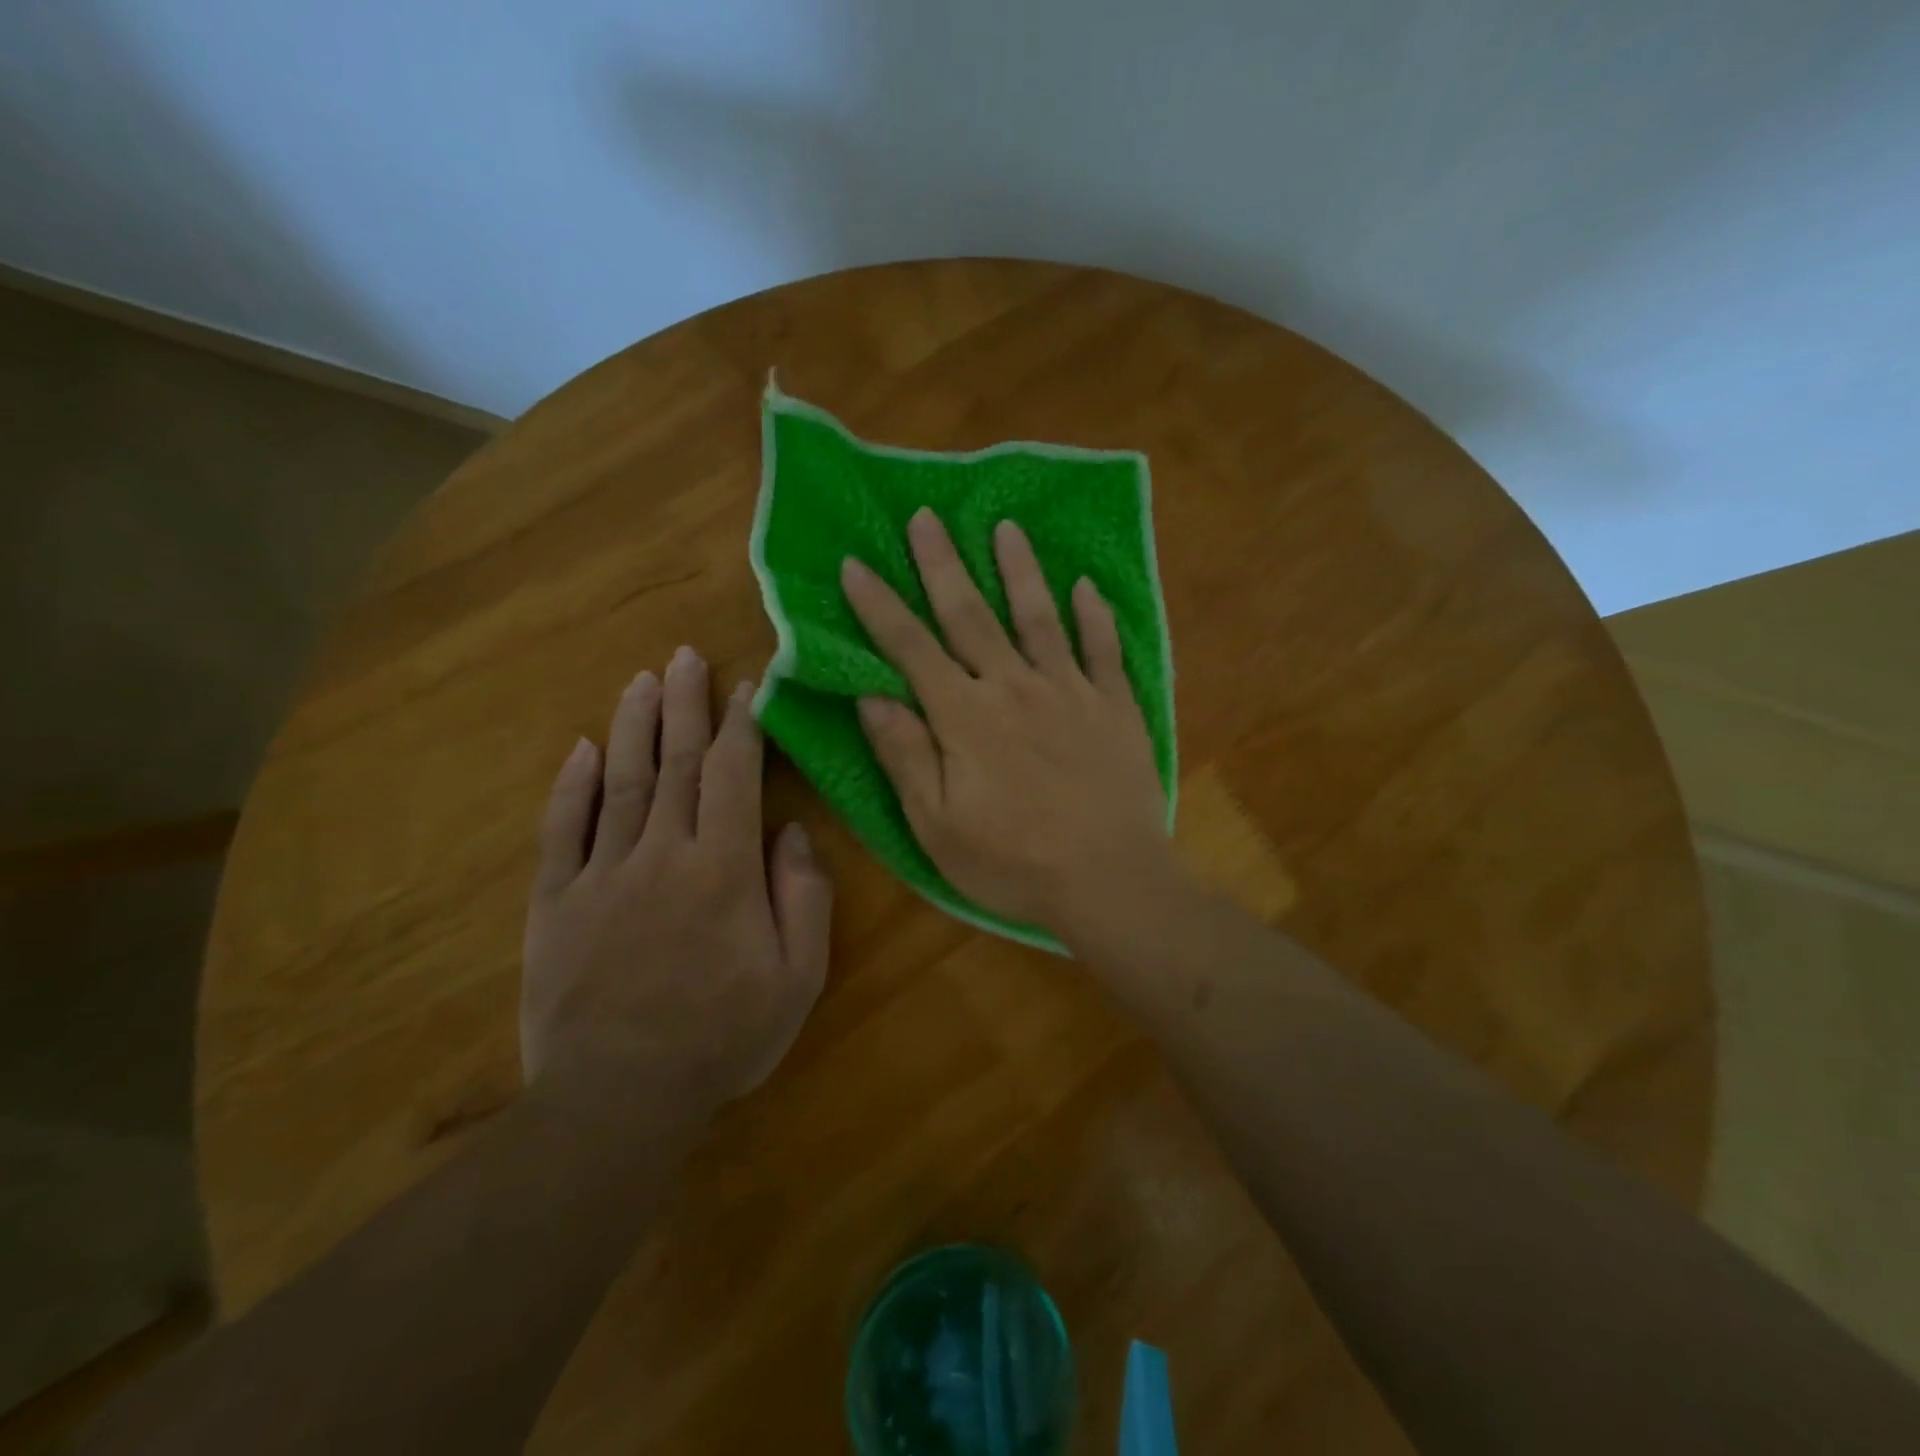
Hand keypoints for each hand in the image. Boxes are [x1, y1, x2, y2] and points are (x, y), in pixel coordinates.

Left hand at [521, 648, 832, 1123]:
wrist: (619, 1098)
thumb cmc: (723, 1037)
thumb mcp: (798, 976)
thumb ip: (804, 895)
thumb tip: (792, 830)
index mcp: (724, 867)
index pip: (733, 775)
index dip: (740, 725)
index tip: (744, 687)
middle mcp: (663, 852)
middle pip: (675, 762)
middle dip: (684, 704)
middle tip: (684, 656)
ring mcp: (602, 874)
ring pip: (620, 782)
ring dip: (632, 726)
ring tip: (641, 681)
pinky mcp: (555, 902)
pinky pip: (562, 831)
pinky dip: (571, 787)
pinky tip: (579, 749)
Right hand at [841, 509, 1173, 943]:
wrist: (1112, 881)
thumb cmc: (1014, 863)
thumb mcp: (937, 826)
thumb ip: (905, 756)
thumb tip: (871, 697)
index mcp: (966, 717)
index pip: (912, 649)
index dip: (880, 606)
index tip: (855, 564)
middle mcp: (1015, 687)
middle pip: (972, 615)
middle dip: (943, 564)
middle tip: (927, 516)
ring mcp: (1071, 691)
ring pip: (1040, 617)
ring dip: (1020, 570)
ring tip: (1006, 527)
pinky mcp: (1115, 707)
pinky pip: (1104, 650)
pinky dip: (1095, 616)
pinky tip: (1088, 586)